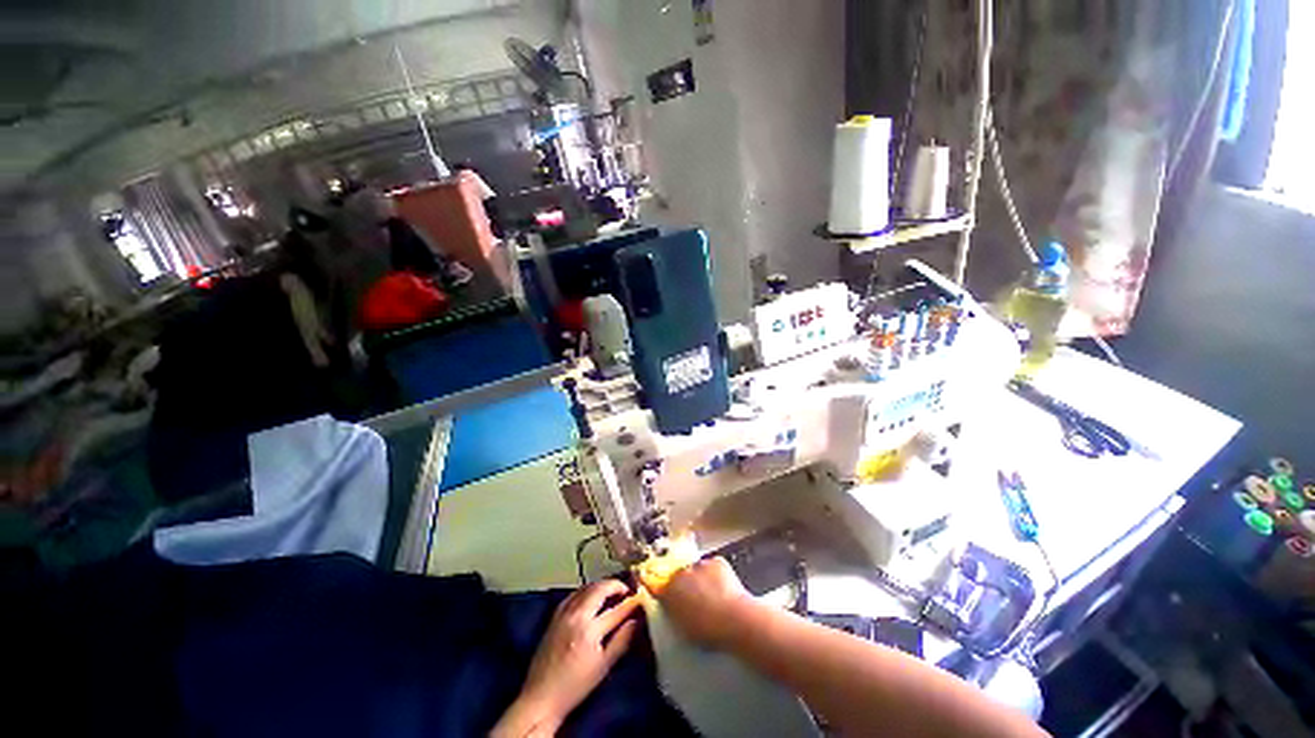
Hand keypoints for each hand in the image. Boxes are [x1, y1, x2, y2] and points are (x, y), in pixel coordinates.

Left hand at [496, 579, 640, 735]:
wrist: (541, 697)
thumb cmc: (575, 686)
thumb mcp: (603, 667)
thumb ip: (622, 640)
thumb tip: (637, 621)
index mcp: (589, 630)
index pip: (616, 610)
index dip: (631, 603)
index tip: (641, 599)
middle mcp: (576, 615)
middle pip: (600, 589)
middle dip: (616, 586)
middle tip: (627, 591)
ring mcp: (563, 612)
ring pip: (587, 587)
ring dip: (602, 585)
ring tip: (613, 592)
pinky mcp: (555, 614)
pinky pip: (574, 593)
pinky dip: (587, 590)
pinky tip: (592, 596)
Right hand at [641, 556, 751, 647]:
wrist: (734, 619)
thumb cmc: (707, 632)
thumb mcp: (682, 627)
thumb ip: (672, 612)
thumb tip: (671, 605)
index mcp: (668, 591)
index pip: (652, 582)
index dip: (651, 580)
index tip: (647, 578)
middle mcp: (680, 573)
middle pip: (678, 575)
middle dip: (683, 583)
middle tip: (694, 598)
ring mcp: (698, 564)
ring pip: (696, 570)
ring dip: (700, 578)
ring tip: (712, 594)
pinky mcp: (716, 561)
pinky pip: (713, 567)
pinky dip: (716, 575)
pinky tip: (724, 588)